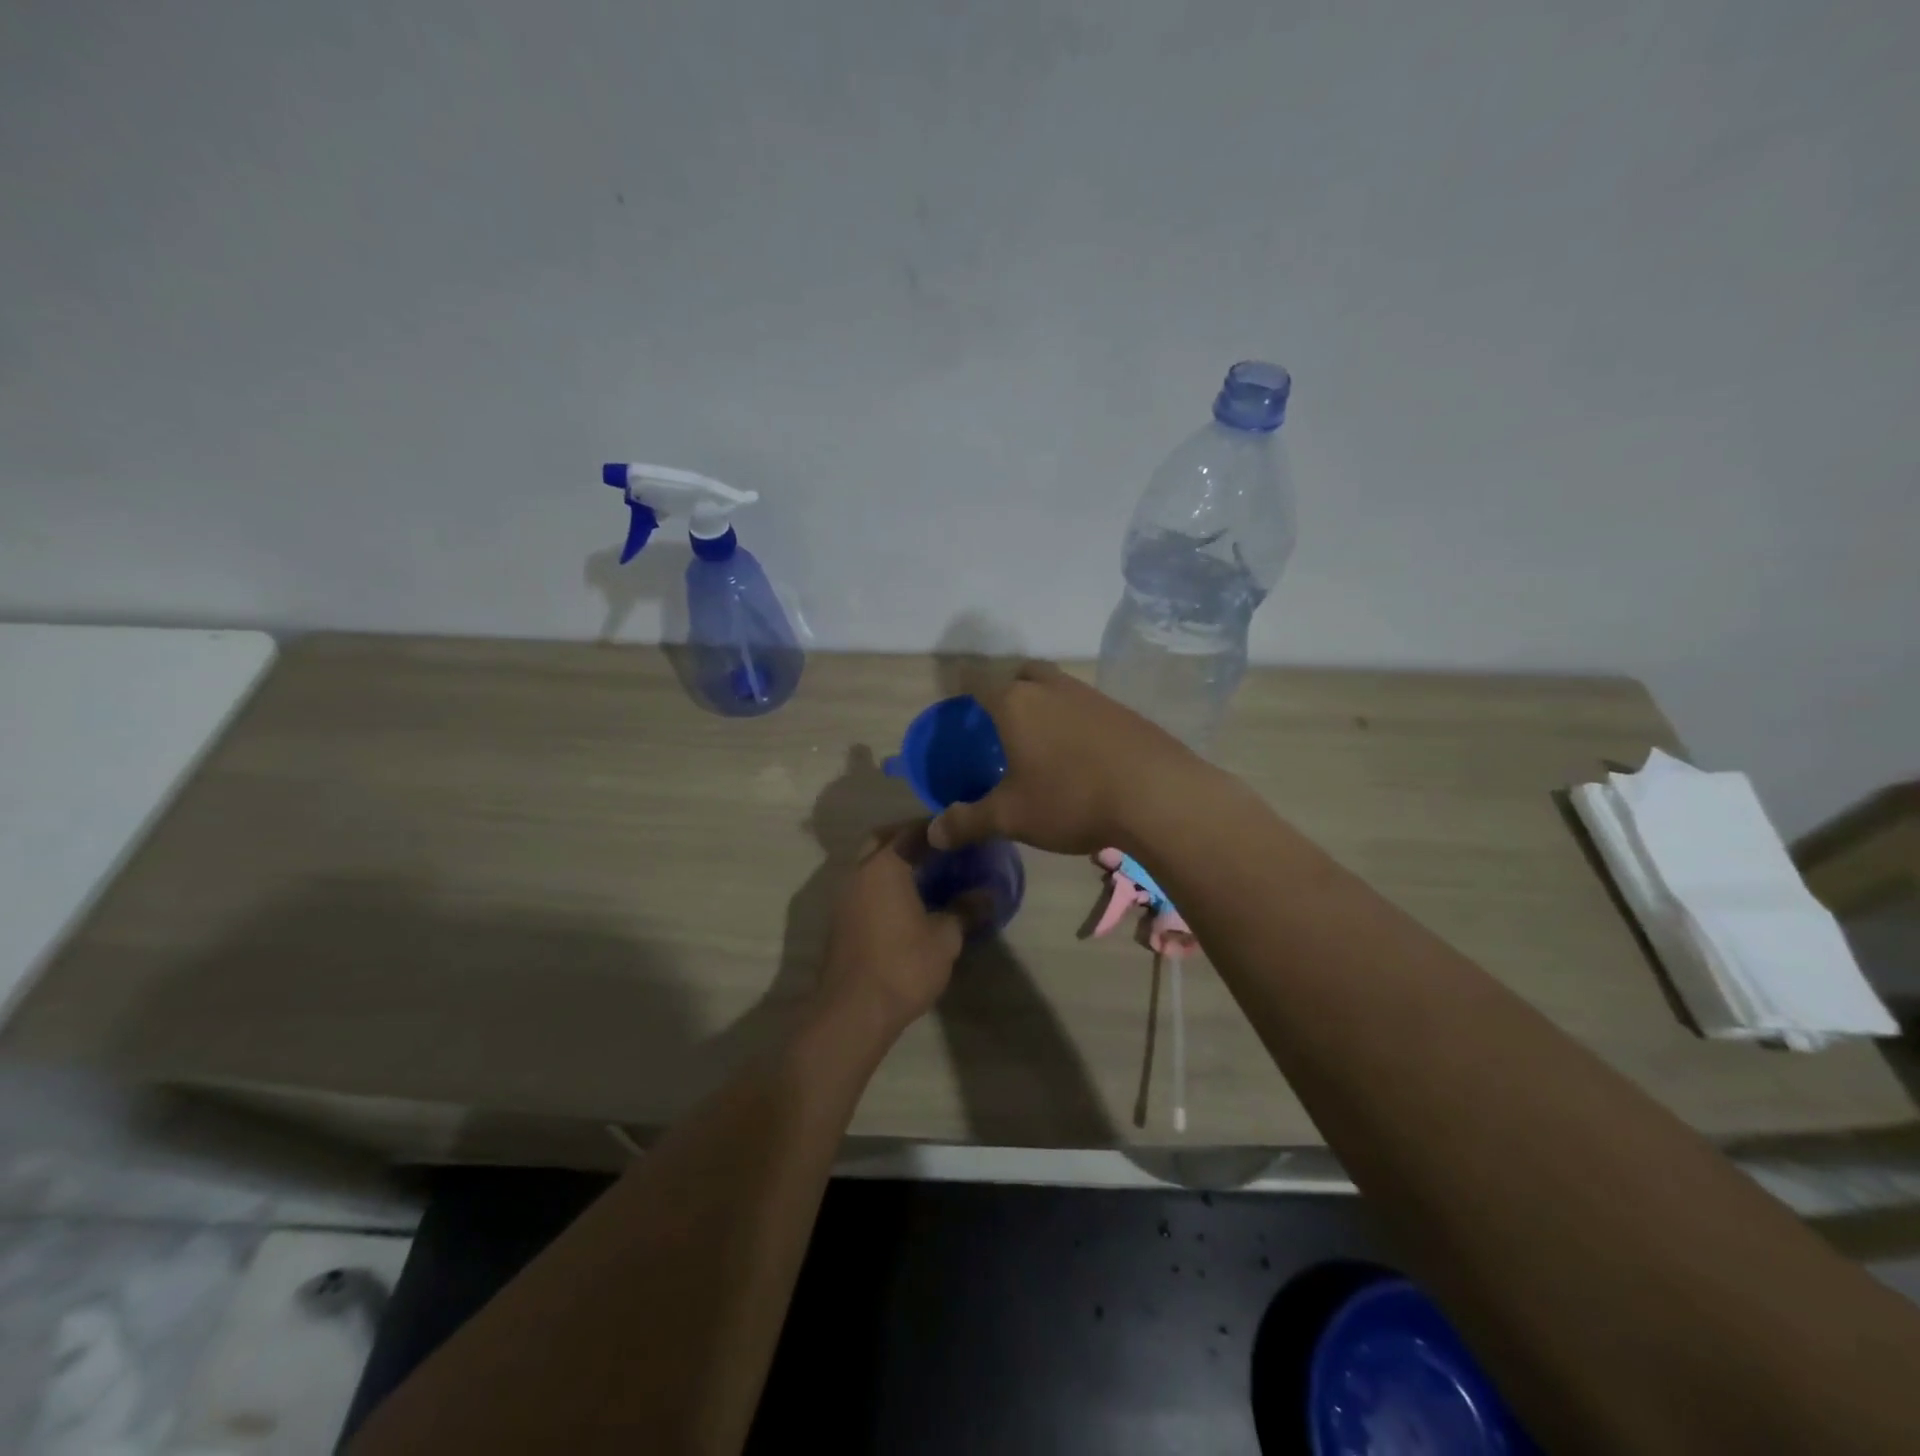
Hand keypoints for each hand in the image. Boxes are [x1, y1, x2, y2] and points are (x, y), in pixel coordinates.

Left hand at [817, 824, 969, 1036]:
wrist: (853, 1012)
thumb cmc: (903, 966)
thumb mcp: (945, 939)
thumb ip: (965, 910)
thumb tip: (988, 895)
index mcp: (884, 866)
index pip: (912, 831)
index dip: (937, 828)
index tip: (959, 831)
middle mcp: (858, 872)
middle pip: (881, 839)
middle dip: (908, 837)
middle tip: (938, 847)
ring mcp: (843, 896)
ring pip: (868, 862)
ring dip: (892, 860)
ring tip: (926, 873)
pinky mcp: (839, 919)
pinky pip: (862, 886)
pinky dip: (882, 882)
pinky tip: (905, 901)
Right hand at [927, 662, 1206, 856]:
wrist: (1157, 796)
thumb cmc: (1070, 798)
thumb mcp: (1011, 817)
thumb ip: (968, 822)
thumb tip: (933, 834)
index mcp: (1016, 703)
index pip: (979, 682)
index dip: (965, 689)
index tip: (960, 704)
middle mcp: (1052, 688)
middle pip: (1023, 674)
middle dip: (1008, 688)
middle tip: (1001, 719)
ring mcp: (1092, 696)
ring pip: (1058, 687)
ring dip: (1046, 703)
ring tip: (1041, 741)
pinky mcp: (1124, 712)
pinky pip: (1088, 707)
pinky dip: (1076, 721)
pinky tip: (1082, 755)